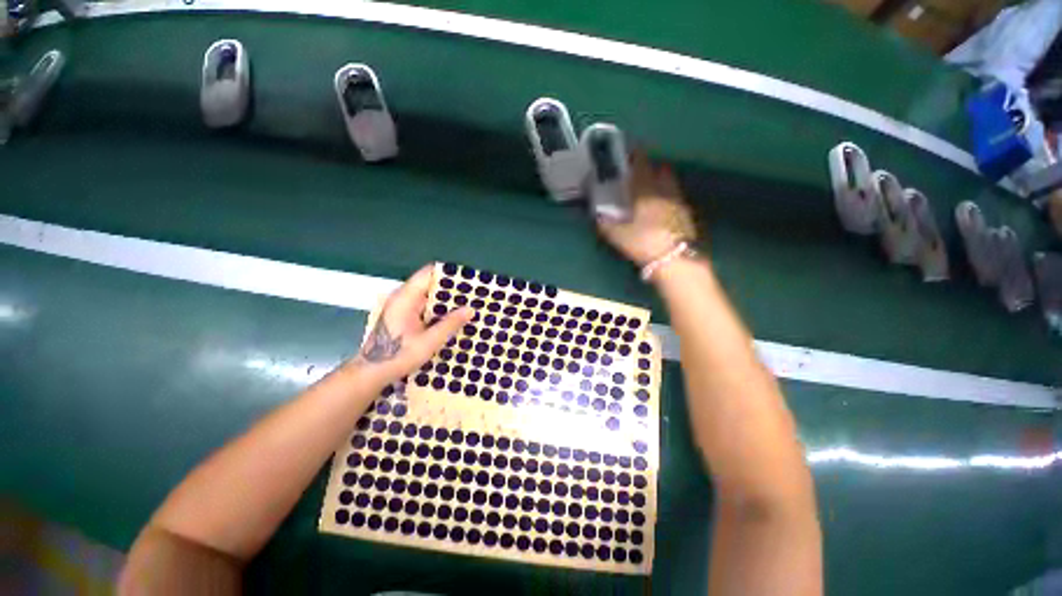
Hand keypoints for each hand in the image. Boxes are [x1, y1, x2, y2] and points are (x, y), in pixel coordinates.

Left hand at [350, 264, 472, 384]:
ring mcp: (401, 306)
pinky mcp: (402, 315)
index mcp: (406, 298)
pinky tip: (451, 317)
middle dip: (451, 288)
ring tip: (466, 305)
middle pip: (429, 283)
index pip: (429, 273)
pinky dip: (437, 308)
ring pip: (427, 294)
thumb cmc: (398, 356)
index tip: (468, 280)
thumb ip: (450, 323)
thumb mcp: (429, 341)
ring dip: (445, 300)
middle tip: (472, 295)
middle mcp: (402, 297)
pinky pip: (423, 305)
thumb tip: (471, 309)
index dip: (449, 274)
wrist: (371, 373)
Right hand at [597, 149, 697, 266]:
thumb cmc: (645, 243)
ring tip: (652, 191)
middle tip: (642, 174)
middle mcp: (666, 193)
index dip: (637, 156)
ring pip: (671, 185)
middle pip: (662, 172)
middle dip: (652, 168)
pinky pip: (677, 200)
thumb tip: (598, 217)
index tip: (632, 150)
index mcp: (647, 193)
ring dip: (662, 183)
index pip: (642, 167)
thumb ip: (606, 225)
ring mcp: (679, 204)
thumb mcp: (619, 236)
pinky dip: (669, 199)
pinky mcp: (688, 217)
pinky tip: (663, 210)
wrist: (677, 261)